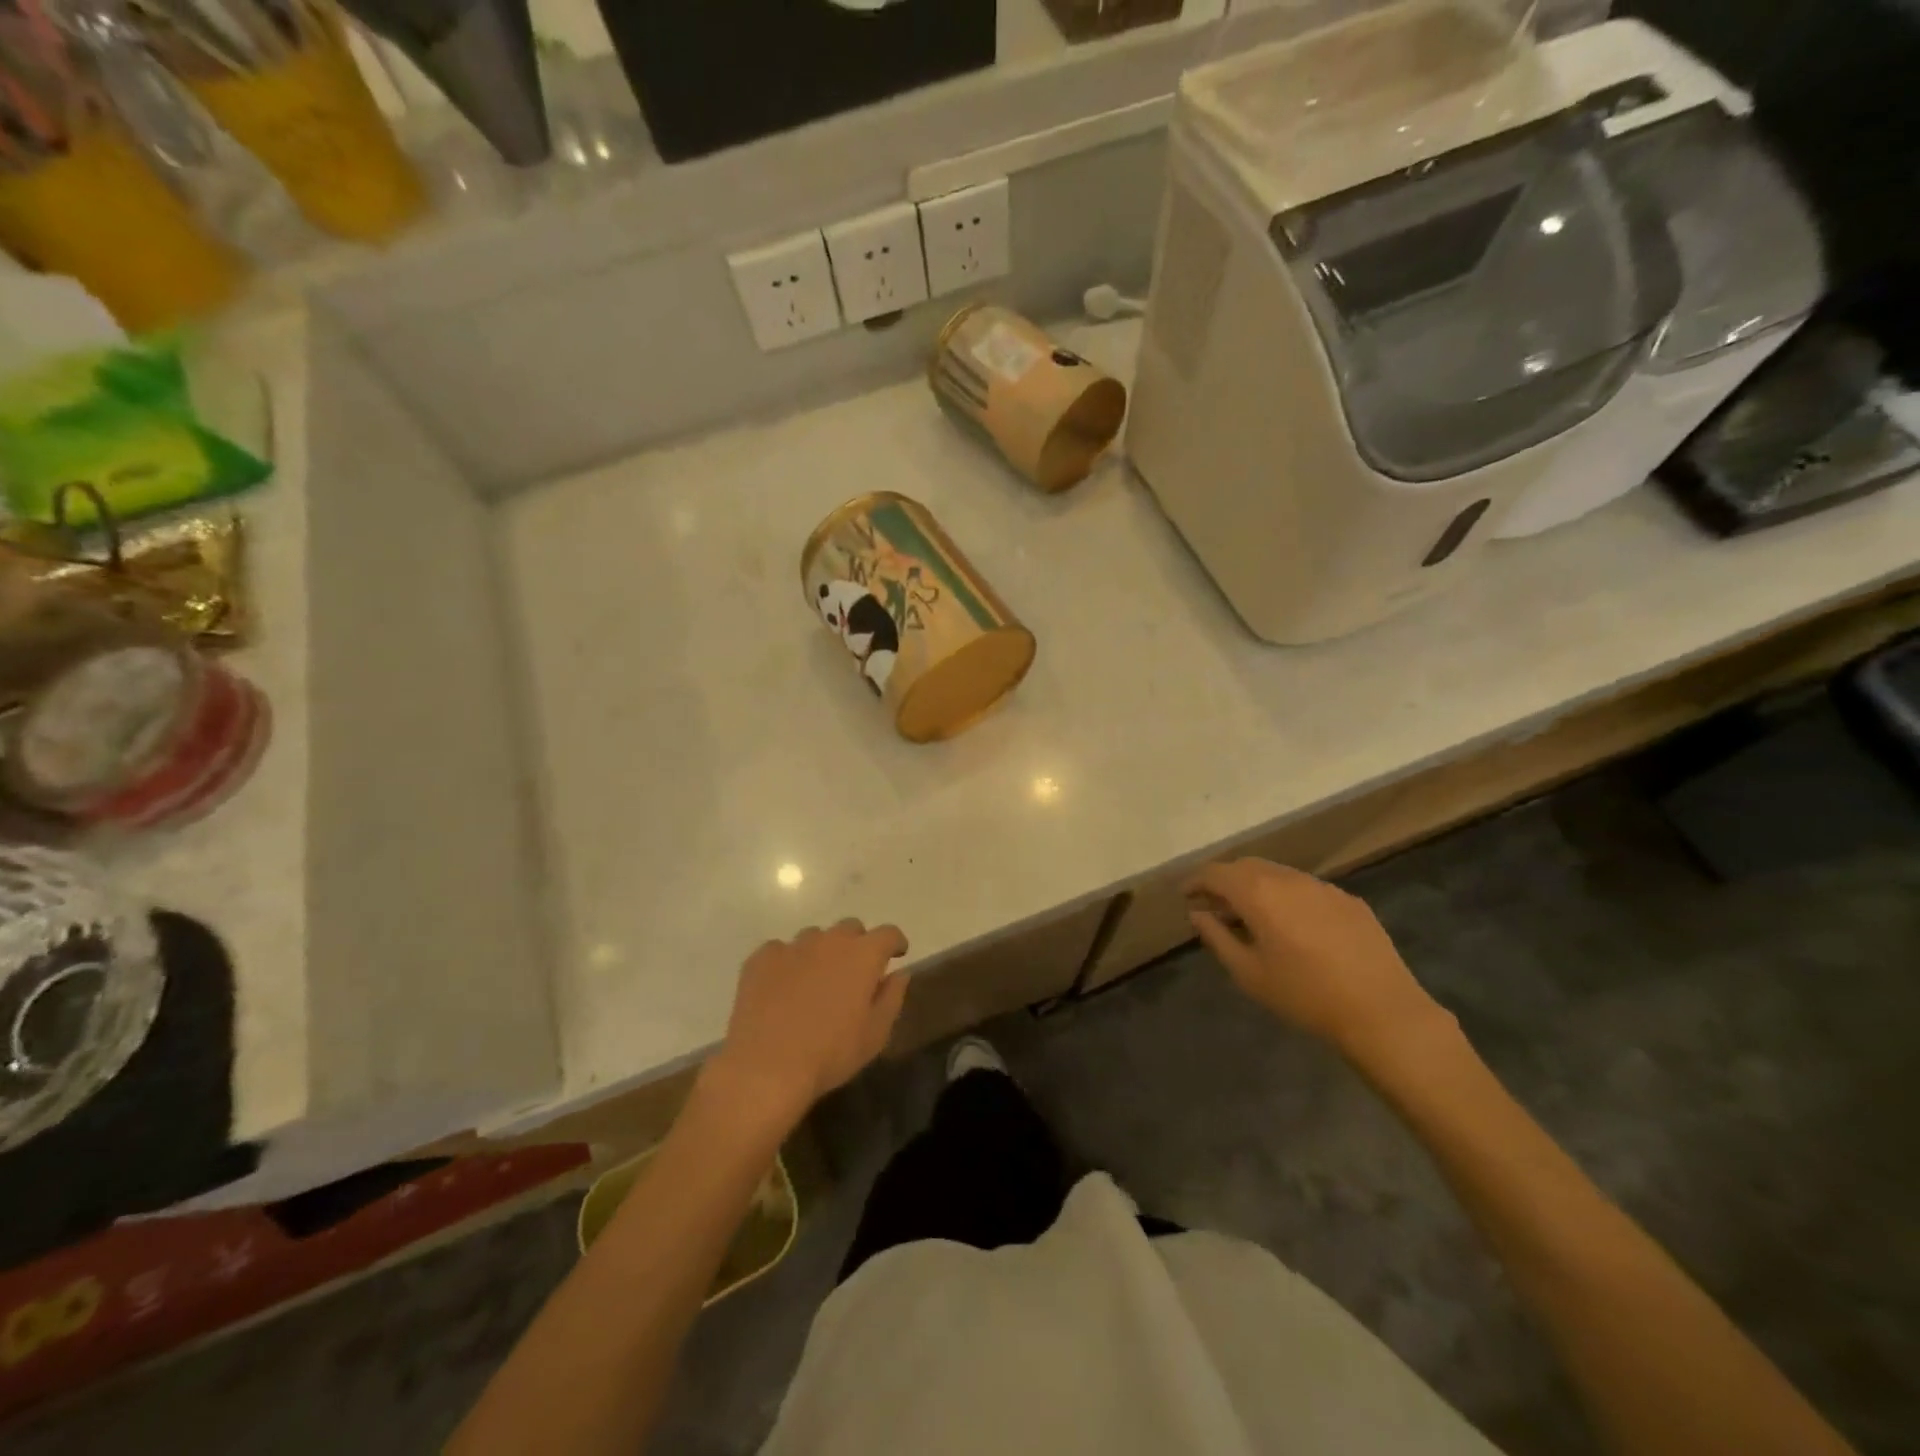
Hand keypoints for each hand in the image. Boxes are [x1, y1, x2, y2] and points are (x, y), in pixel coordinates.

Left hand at [710, 920, 909, 1125]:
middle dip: (858, 944)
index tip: (896, 955)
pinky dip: (787, 963)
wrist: (766, 1067)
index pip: (888, 933)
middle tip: (854, 972)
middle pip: (850, 927)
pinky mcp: (761, 958)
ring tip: (815, 982)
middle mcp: (829, 940)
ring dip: (822, 952)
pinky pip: (780, 950)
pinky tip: (782, 988)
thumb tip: (899, 973)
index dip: (895, 942)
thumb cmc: (830, 1053)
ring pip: (815, 937)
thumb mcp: (875, 1034)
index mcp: (863, 955)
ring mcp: (793, 946)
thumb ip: (892, 997)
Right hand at [1186, 859, 1443, 1057]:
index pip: (1216, 873)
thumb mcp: (1248, 973)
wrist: (1382, 1011)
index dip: (1196, 881)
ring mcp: (1322, 887)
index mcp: (1258, 893)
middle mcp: (1288, 878)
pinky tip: (1291, 926)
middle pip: (1246, 867)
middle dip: (1224, 881)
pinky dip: (1286, 897)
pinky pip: (1306, 889)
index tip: (1185, 896)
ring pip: (1278, 875)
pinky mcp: (1349, 900)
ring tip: (1249, 916)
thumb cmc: (1304, 995)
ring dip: (1256, 887)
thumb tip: (1198, 913)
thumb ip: (1217, 937)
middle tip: (1213, 905)